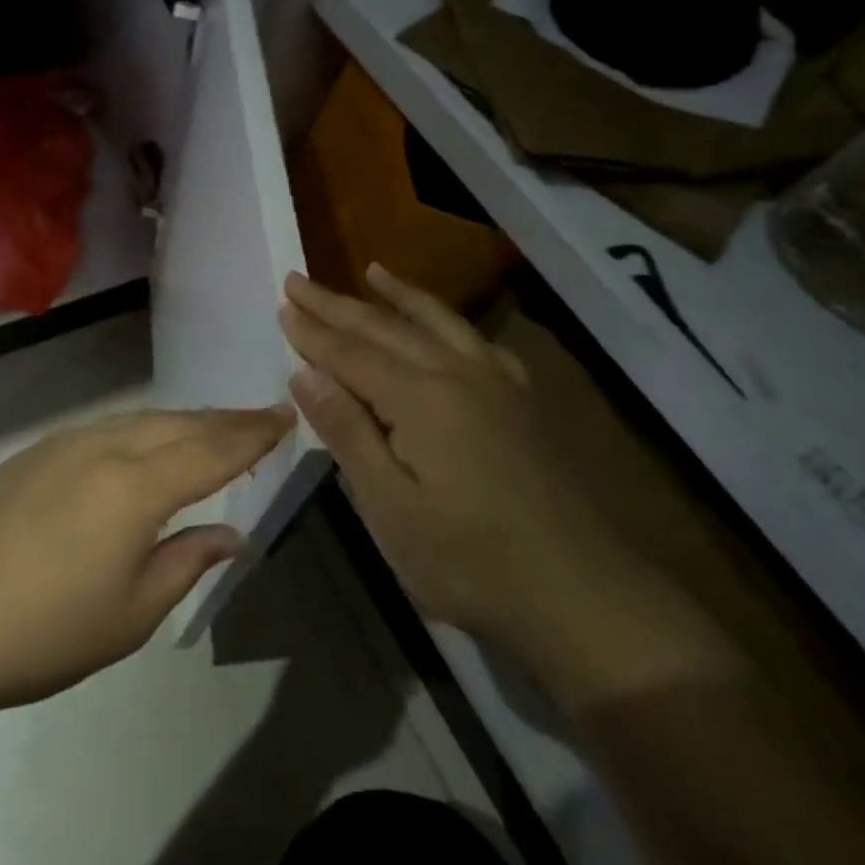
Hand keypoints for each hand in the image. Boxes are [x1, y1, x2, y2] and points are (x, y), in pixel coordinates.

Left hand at [0, 405, 292, 717]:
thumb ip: (188, 563)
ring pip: (142, 420)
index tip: (285, 416)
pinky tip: (145, 446)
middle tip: (260, 419)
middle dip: (225, 420)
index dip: (254, 433)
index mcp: (137, 486)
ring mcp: (65, 444)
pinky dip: (143, 430)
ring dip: (184, 422)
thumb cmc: (42, 633)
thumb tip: (231, 534)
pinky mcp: (34, 453)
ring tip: (212, 429)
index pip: (213, 449)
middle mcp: (105, 447)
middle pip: (181, 424)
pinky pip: (107, 429)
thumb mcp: (131, 614)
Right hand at [279, 264, 598, 639]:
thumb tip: (305, 373)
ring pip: (436, 322)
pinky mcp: (521, 400)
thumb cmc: (470, 561)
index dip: (313, 332)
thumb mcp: (391, 508)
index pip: (351, 354)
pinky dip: (448, 322)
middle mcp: (457, 373)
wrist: (581, 593)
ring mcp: (496, 382)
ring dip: (398, 295)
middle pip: (386, 328)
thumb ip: (349, 432)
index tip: (283, 304)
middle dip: (338, 304)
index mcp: (420, 398)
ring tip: (371, 270)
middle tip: (299, 279)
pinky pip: (476, 342)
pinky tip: (443, 324)